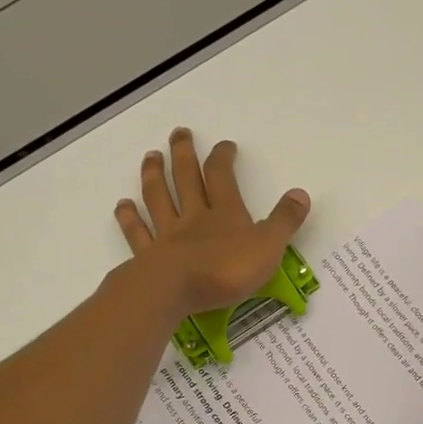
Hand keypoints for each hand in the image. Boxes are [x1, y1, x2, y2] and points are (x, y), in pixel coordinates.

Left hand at [115, 128, 309, 316]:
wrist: (176, 291)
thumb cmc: (226, 270)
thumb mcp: (268, 247)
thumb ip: (284, 221)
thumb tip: (301, 193)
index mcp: (225, 214)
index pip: (223, 177)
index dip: (223, 158)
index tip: (224, 145)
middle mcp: (194, 218)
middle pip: (186, 179)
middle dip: (184, 154)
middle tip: (178, 133)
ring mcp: (167, 235)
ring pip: (158, 199)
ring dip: (154, 176)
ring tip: (150, 156)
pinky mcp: (148, 257)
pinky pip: (137, 233)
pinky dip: (129, 218)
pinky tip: (122, 205)